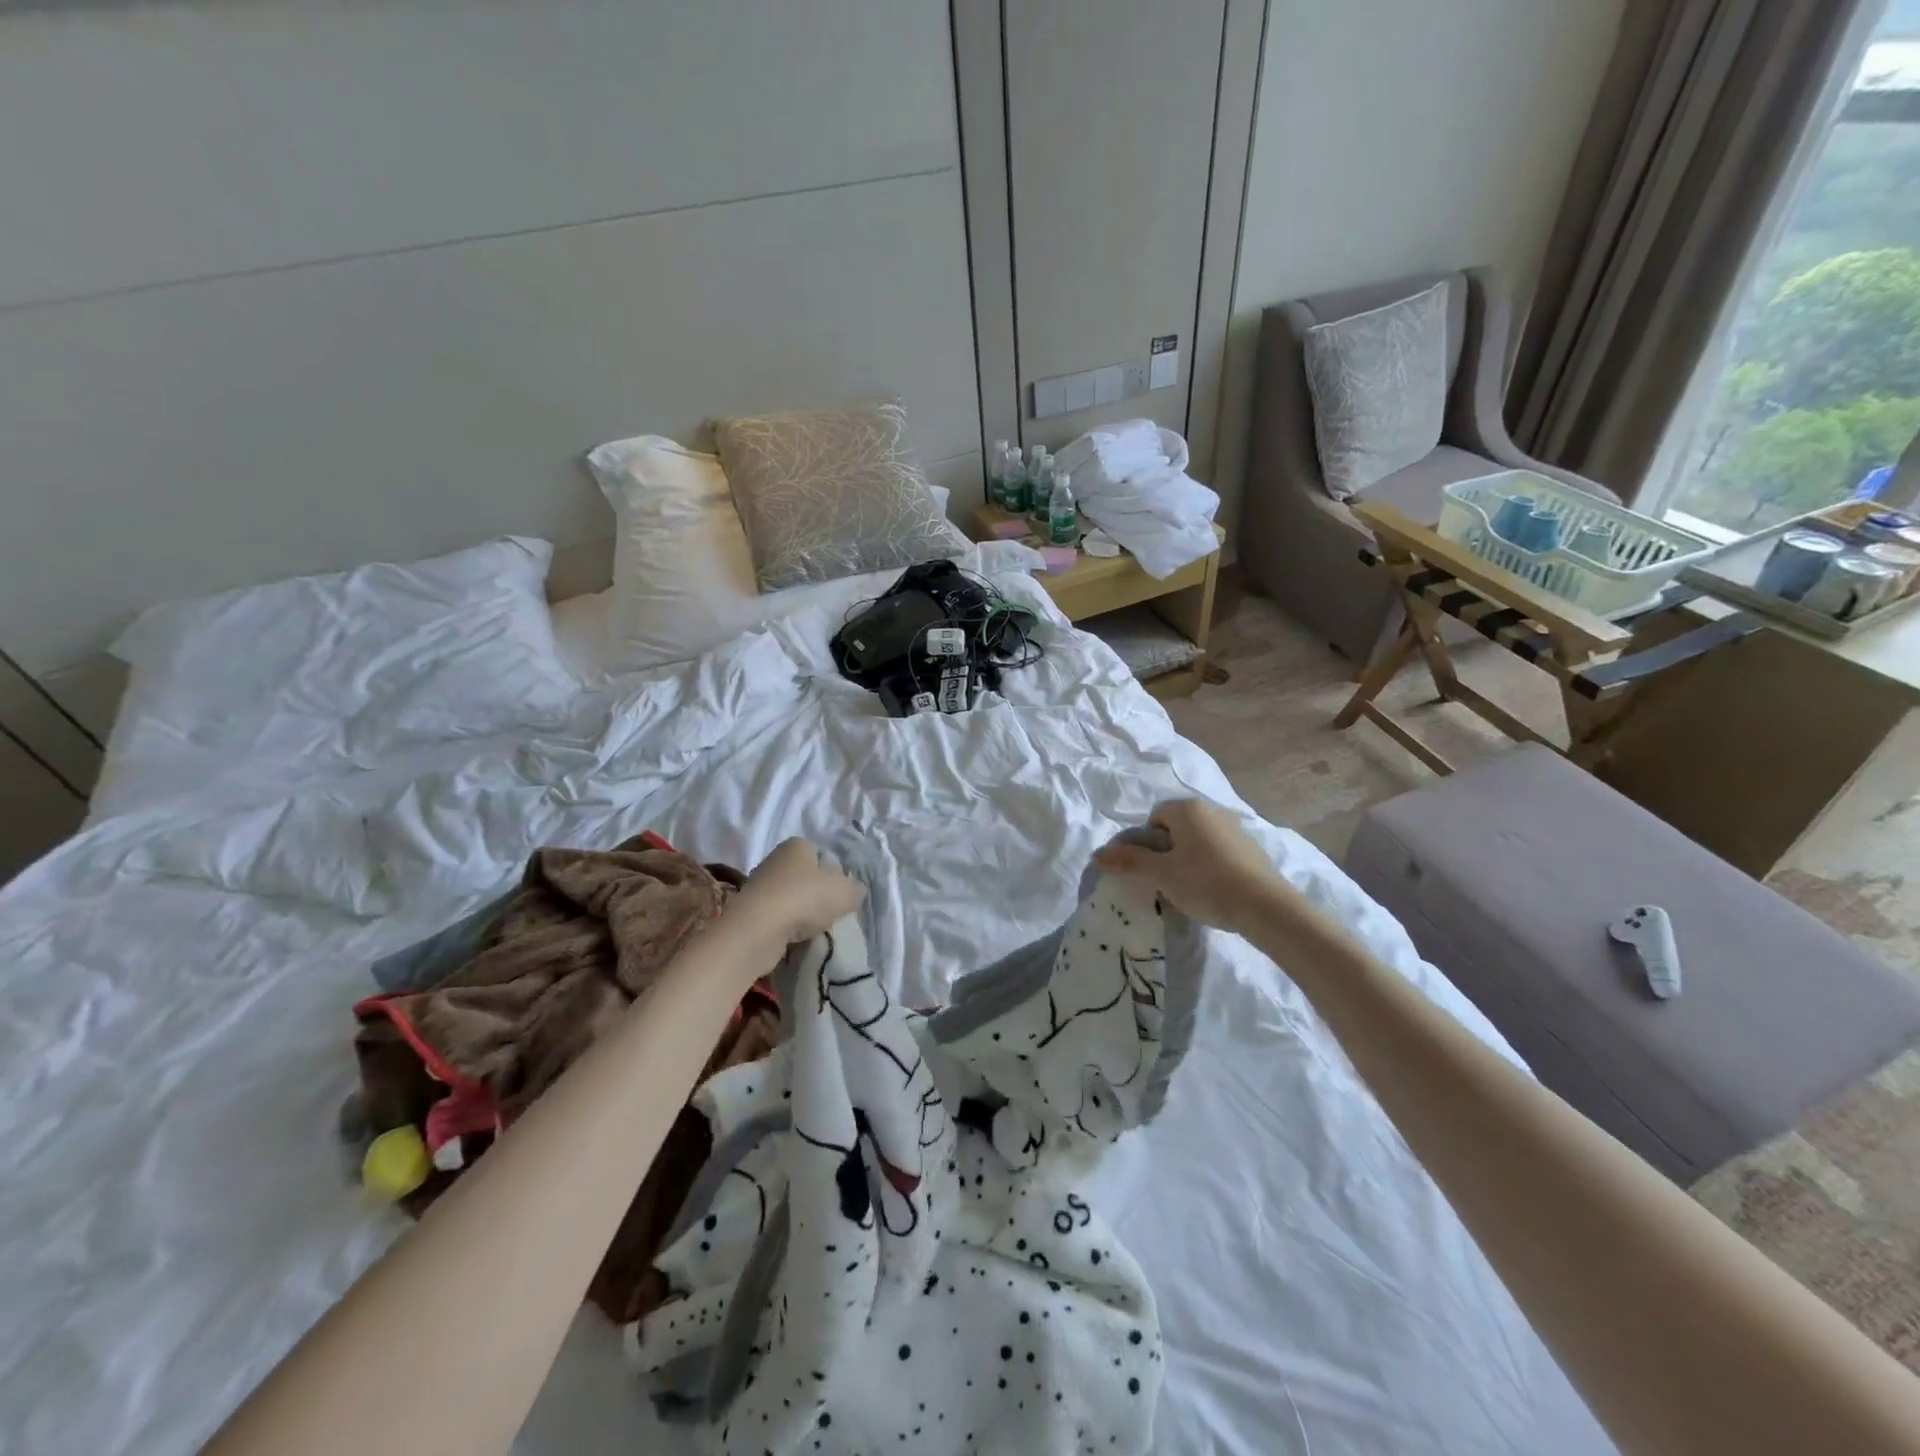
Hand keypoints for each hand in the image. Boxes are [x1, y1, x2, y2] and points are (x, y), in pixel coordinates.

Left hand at [735, 839, 864, 946]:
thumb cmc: (805, 899)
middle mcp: (776, 859)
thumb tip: (853, 892)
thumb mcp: (845, 892)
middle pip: (806, 877)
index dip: (835, 873)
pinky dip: (787, 927)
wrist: (758, 929)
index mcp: (797, 845)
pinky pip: (777, 917)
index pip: (822, 854)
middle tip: (831, 913)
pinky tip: (795, 939)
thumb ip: (855, 890)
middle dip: (818, 894)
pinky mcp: (750, 911)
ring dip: (802, 913)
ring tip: (814, 930)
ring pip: (792, 898)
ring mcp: (760, 885)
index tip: (841, 893)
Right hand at [1093, 799, 1283, 935]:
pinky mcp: (1251, 850)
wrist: (1267, 907)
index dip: (1144, 843)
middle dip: (1165, 852)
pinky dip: (1209, 868)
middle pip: (1175, 828)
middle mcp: (1212, 811)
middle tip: (1163, 880)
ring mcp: (1235, 829)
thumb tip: (1097, 854)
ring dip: (1187, 860)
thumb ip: (1129, 862)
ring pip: (1197, 842)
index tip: (1148, 869)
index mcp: (1188, 809)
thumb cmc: (1207, 883)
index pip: (1154, 817)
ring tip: (1187, 890)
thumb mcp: (1161, 874)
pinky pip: (1218, 853)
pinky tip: (1212, 892)